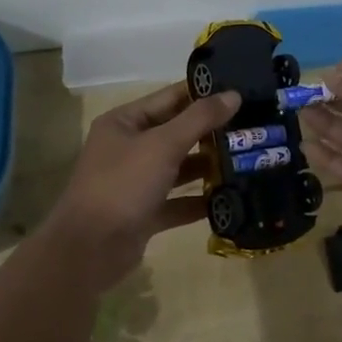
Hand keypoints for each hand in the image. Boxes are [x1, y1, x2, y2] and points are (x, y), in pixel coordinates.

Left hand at [44, 82, 239, 289]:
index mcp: (125, 122)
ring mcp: (136, 182)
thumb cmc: (123, 185)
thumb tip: (234, 94)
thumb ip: (200, 119)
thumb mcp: (163, 145)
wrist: (88, 251)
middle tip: (252, 127)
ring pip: (180, 167)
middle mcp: (129, 148)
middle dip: (212, 132)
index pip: (170, 97)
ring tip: (248, 160)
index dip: (204, 93)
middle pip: (177, 132)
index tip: (241, 90)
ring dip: (209, 166)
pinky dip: (200, 200)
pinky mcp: (145, 213)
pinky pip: (178, 201)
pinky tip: (231, 198)